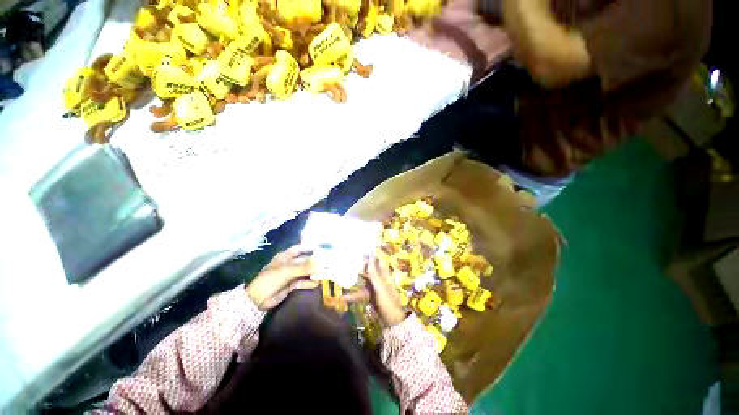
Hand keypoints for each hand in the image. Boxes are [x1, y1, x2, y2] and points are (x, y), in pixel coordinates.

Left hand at [245, 245, 319, 309]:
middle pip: (304, 260)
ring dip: (313, 272)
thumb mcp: (288, 271)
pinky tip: (317, 283)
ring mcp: (290, 274)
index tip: (322, 249)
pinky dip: (309, 282)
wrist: (258, 299)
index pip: (300, 248)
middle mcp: (289, 264)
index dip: (310, 248)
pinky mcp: (291, 285)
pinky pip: (302, 282)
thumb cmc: (271, 279)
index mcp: (286, 256)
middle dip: (314, 262)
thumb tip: (321, 262)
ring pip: (305, 271)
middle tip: (326, 262)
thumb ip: (305, 266)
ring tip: (325, 273)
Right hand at [348, 257, 406, 326]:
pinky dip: (354, 295)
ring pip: (364, 282)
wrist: (392, 321)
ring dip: (355, 281)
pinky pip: (361, 293)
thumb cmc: (388, 302)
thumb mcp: (380, 287)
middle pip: (369, 270)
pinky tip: (345, 297)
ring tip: (344, 277)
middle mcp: (379, 280)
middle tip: (349, 262)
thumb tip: (370, 258)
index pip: (379, 261)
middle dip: (361, 266)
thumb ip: (374, 274)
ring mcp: (375, 289)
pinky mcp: (371, 297)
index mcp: (384, 275)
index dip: (372, 256)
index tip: (362, 252)